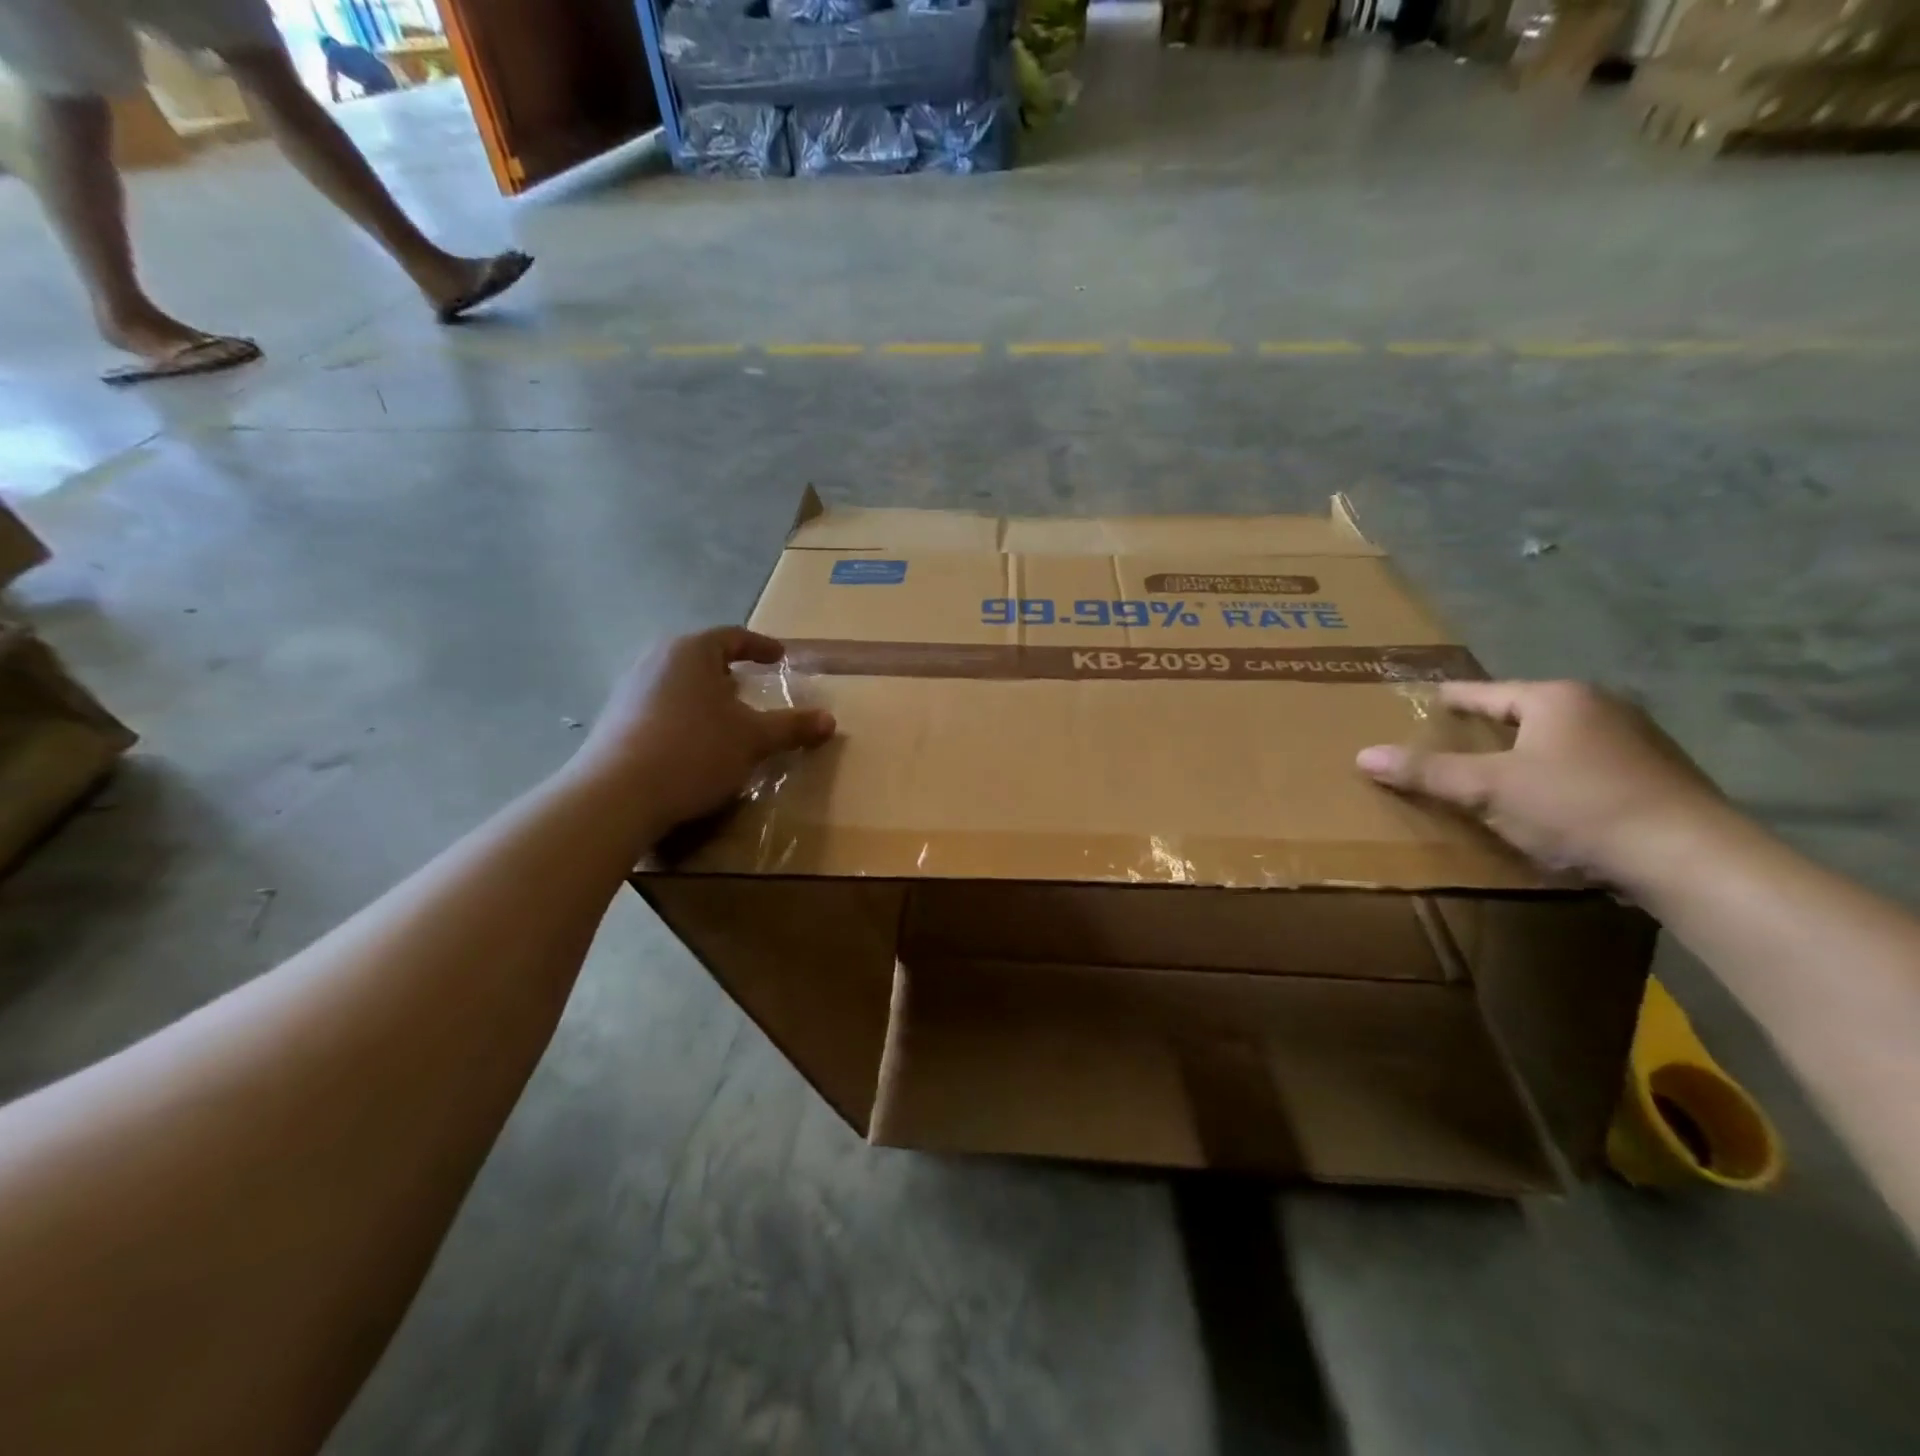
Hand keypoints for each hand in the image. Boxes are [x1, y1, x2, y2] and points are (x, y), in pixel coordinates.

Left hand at [574, 628, 834, 832]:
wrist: (618, 795)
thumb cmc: (695, 751)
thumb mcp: (753, 739)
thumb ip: (792, 727)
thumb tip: (830, 720)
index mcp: (691, 651)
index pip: (732, 636)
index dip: (760, 646)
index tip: (779, 657)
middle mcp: (655, 660)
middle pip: (701, 657)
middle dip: (729, 672)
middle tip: (751, 687)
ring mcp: (629, 689)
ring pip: (678, 682)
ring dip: (704, 696)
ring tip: (725, 718)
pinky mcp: (614, 720)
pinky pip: (659, 706)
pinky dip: (683, 716)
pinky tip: (693, 743)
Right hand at [1356, 680, 1727, 884]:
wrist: (1690, 858)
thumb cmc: (1577, 807)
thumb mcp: (1488, 789)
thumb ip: (1427, 772)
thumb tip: (1363, 756)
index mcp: (1557, 698)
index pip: (1488, 691)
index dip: (1452, 698)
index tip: (1427, 700)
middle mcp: (1601, 707)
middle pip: (1527, 712)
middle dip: (1491, 726)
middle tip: (1454, 740)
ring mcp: (1639, 741)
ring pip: (1561, 740)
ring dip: (1528, 753)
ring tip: (1497, 772)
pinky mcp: (1661, 777)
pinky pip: (1590, 765)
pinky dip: (1561, 775)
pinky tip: (1551, 801)